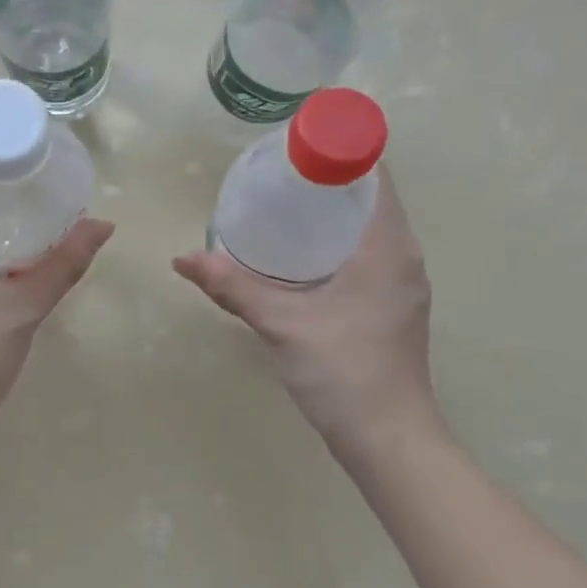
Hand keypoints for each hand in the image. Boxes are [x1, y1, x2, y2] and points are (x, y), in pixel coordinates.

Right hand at [172, 168, 442, 452]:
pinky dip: (338, 243)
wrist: (390, 440)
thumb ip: (233, 287)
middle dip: (327, 180)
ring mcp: (402, 285)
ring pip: (369, 229)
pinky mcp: (393, 307)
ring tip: (283, 208)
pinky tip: (300, 258)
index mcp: (387, 247)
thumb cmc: (344, 371)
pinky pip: (367, 255)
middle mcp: (403, 257)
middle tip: (276, 176)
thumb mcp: (282, 324)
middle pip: (370, 198)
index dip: (340, 150)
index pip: (374, 175)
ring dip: (333, 213)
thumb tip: (183, 260)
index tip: (296, 147)